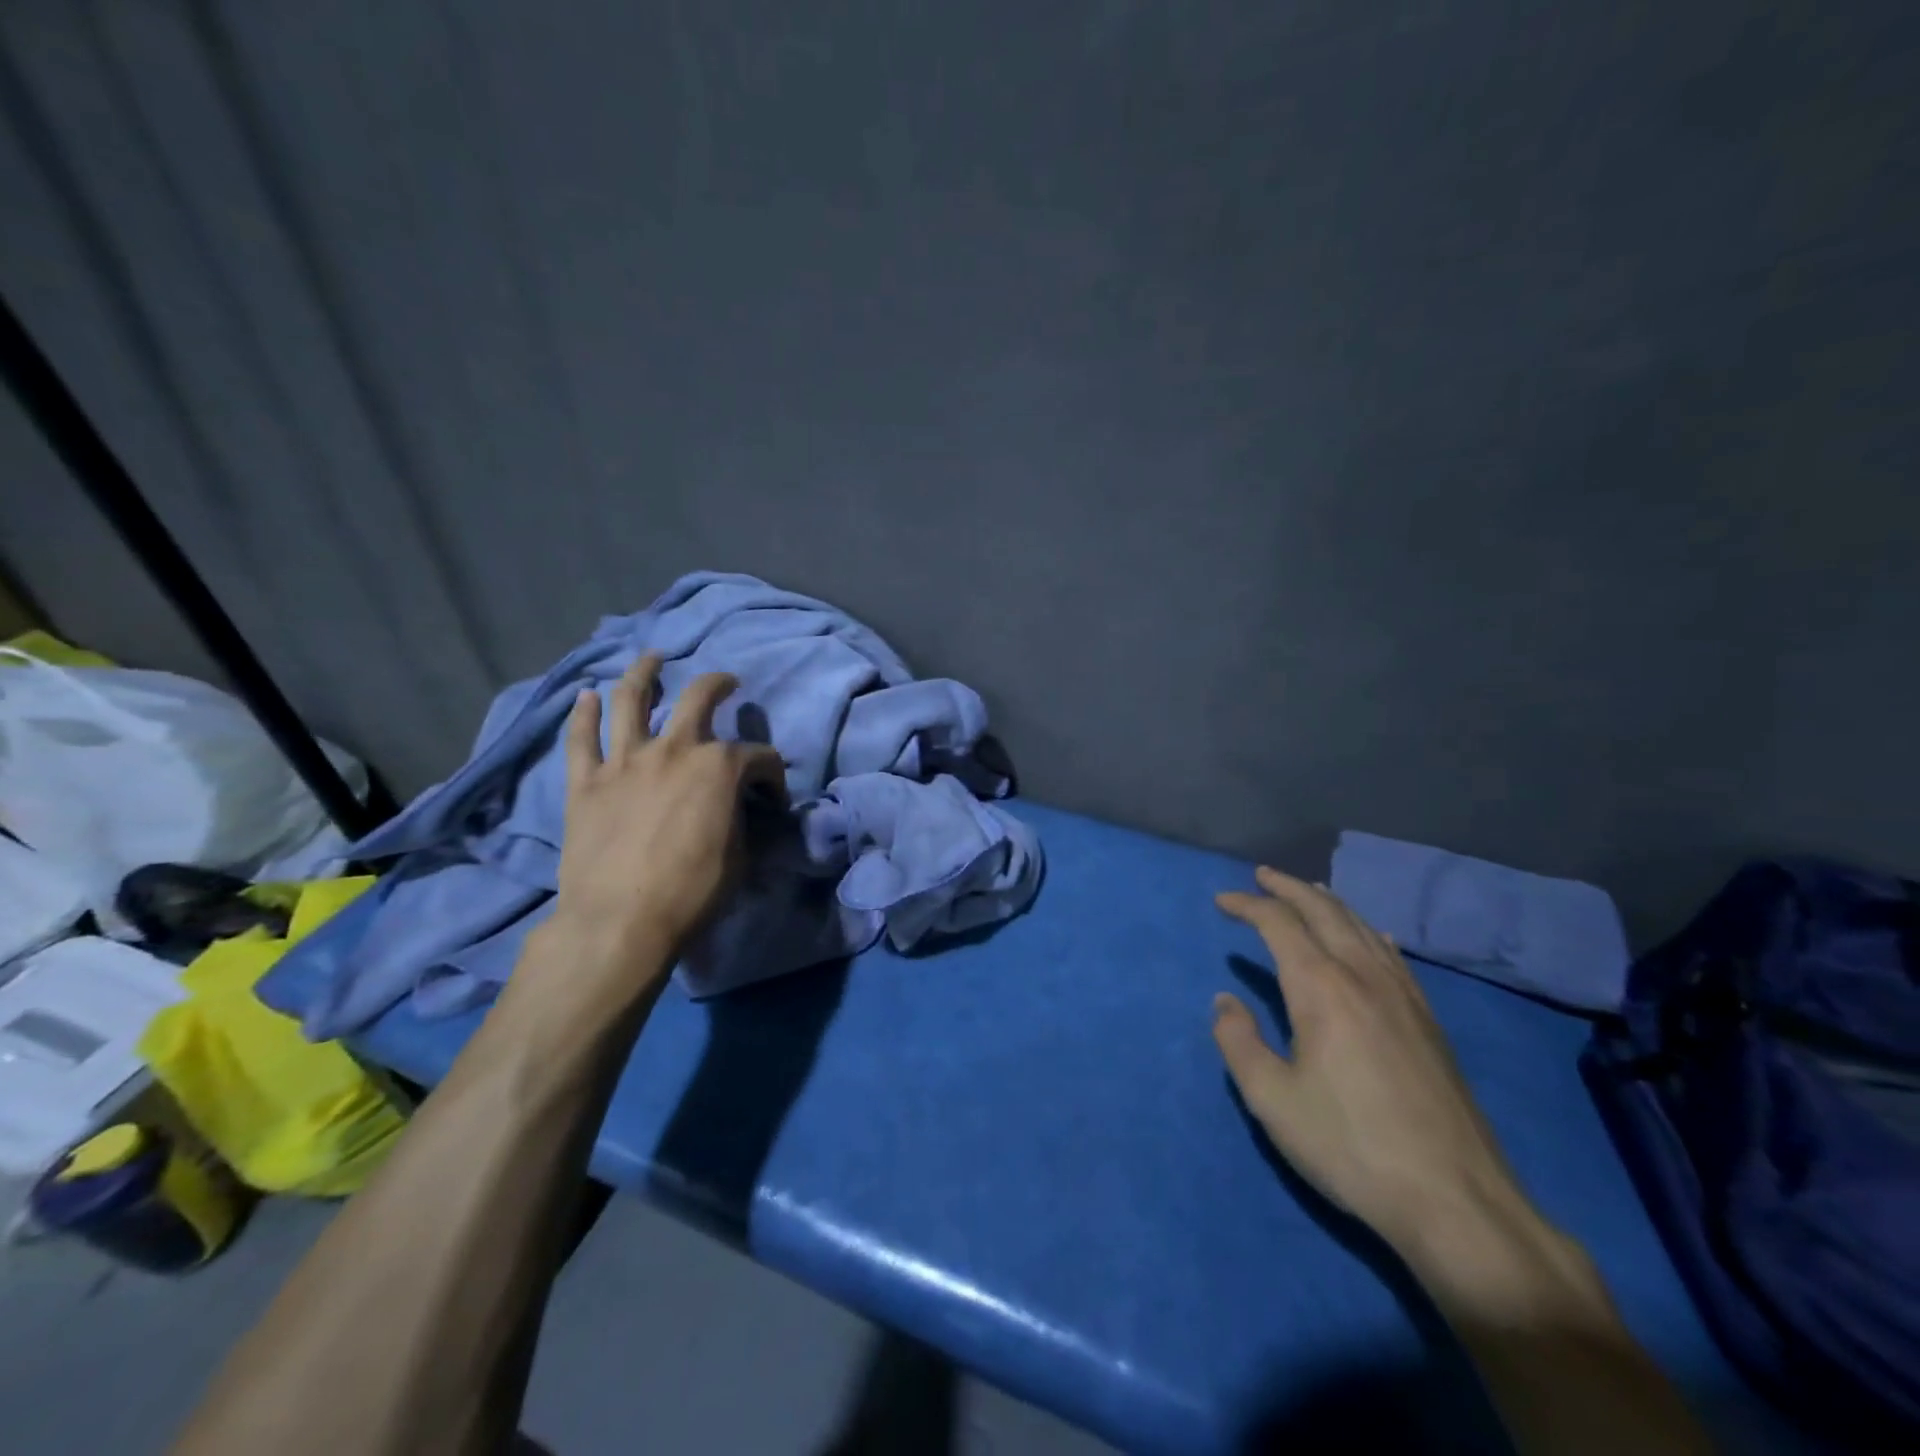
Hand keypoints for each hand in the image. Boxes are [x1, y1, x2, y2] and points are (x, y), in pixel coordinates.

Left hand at [552, 653, 786, 963]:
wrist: (620, 922)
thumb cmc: (693, 891)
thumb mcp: (741, 855)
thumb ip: (742, 818)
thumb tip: (741, 808)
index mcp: (719, 766)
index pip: (759, 757)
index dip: (772, 775)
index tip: (772, 798)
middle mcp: (674, 749)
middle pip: (699, 697)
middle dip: (719, 684)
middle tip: (726, 683)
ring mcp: (625, 761)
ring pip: (631, 700)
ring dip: (644, 673)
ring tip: (652, 658)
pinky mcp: (586, 782)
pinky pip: (581, 739)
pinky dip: (581, 714)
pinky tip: (584, 695)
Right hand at [1213, 867, 1533, 1258]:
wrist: (1456, 1201)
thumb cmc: (1350, 1147)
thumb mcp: (1271, 1100)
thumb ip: (1239, 1042)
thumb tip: (1225, 1001)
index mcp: (1322, 989)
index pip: (1279, 925)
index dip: (1247, 905)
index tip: (1222, 900)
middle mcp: (1363, 977)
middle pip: (1324, 912)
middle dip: (1289, 888)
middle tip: (1262, 875)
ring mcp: (1404, 997)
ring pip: (1362, 927)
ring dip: (1329, 903)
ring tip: (1308, 892)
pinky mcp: (1429, 1022)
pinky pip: (1392, 955)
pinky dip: (1368, 931)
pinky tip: (1370, 936)